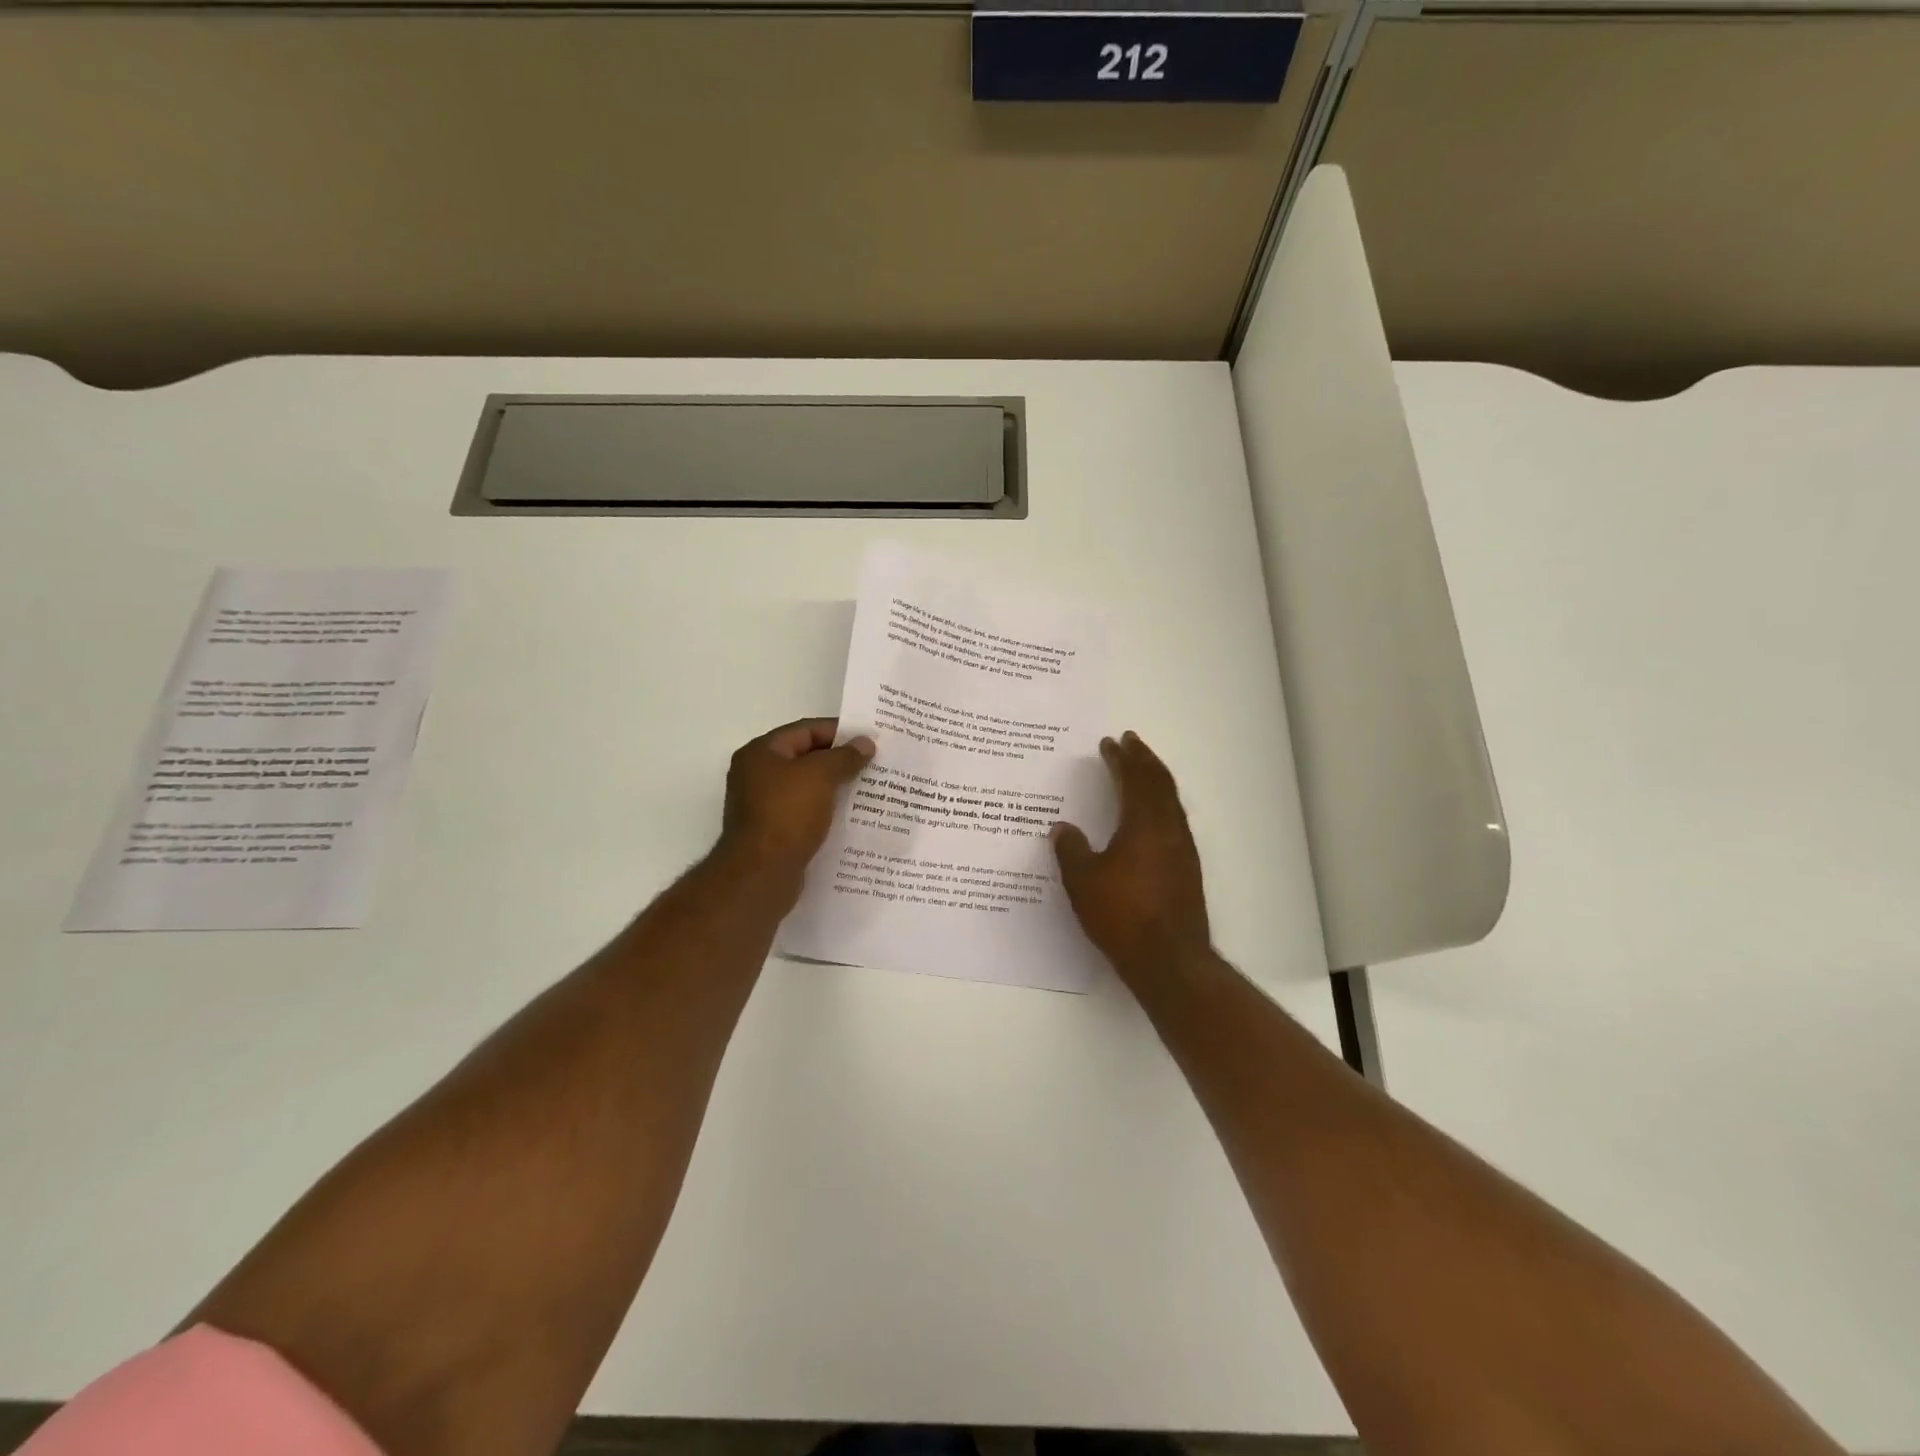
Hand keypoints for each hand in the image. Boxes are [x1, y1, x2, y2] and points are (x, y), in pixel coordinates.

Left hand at [719, 718, 873, 877]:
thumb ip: (844, 756)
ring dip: (835, 786)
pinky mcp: (773, 831)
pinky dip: (826, 810)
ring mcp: (763, 805)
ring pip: (807, 787)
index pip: (805, 729)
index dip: (839, 731)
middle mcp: (757, 775)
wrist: (761, 874)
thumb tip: (865, 743)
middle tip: (874, 763)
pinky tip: (851, 816)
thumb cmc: (787, 815)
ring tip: (869, 788)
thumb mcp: (820, 776)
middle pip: (805, 757)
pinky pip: (805, 812)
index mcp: (761, 753)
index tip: (869, 738)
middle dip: (839, 760)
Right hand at [1052, 732, 1210, 983]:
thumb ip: (1071, 850)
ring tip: (1140, 769)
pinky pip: (1174, 820)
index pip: (1133, 779)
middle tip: (1130, 741)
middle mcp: (1169, 828)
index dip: (1121, 758)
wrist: (1169, 960)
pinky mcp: (1187, 868)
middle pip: (1159, 783)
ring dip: (1155, 780)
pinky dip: (1160, 803)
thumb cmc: (1122, 915)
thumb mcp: (1083, 881)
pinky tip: (1149, 815)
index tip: (1110, 742)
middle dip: (1144, 759)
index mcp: (1144, 824)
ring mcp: (1182, 849)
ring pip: (1170, 801)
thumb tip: (1062, 828)